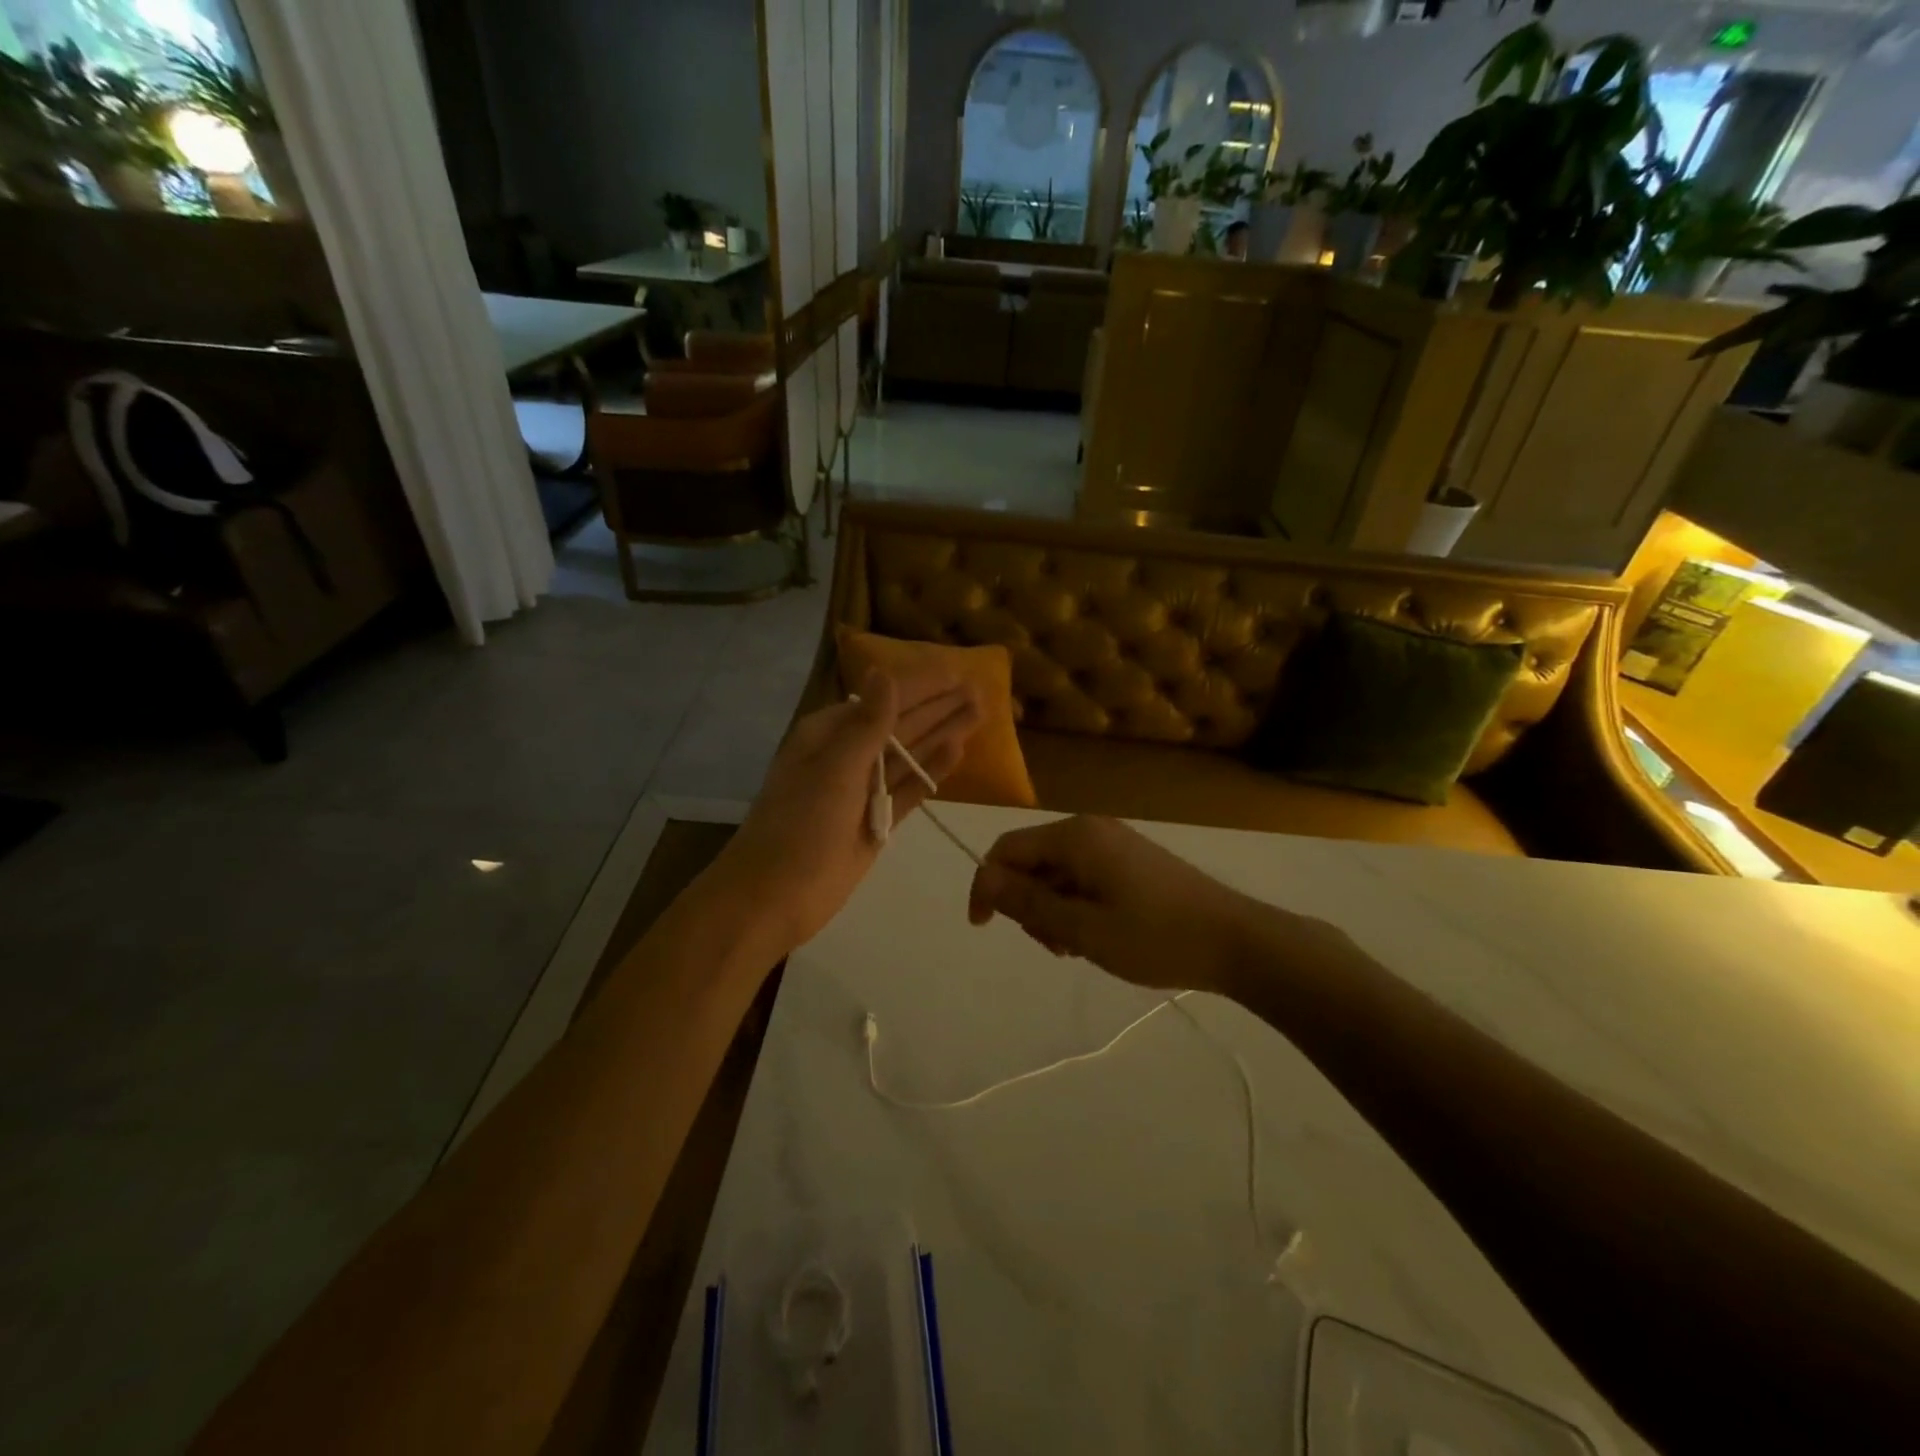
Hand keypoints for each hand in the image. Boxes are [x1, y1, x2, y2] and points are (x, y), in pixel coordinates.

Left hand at [717, 668, 981, 955]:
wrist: (776, 898)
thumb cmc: (800, 826)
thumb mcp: (834, 769)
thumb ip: (868, 724)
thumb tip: (885, 672)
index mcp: (829, 734)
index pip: (884, 699)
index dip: (921, 686)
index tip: (957, 672)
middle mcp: (848, 756)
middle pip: (902, 724)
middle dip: (939, 707)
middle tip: (979, 690)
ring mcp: (864, 790)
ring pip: (911, 755)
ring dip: (943, 734)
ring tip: (979, 713)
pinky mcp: (878, 821)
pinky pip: (910, 789)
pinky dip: (932, 772)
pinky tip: (957, 751)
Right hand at [967, 815, 1278, 994]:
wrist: (1236, 941)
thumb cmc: (1154, 937)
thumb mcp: (1082, 928)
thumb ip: (1028, 902)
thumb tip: (984, 879)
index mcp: (1074, 837)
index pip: (1007, 850)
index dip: (987, 885)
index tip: (983, 927)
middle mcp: (1090, 829)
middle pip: (1032, 861)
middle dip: (1028, 904)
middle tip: (1054, 946)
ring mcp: (1114, 844)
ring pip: (1058, 873)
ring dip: (1054, 910)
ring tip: (1079, 948)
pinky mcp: (1132, 861)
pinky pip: (1084, 877)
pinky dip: (1078, 906)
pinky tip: (1097, 936)